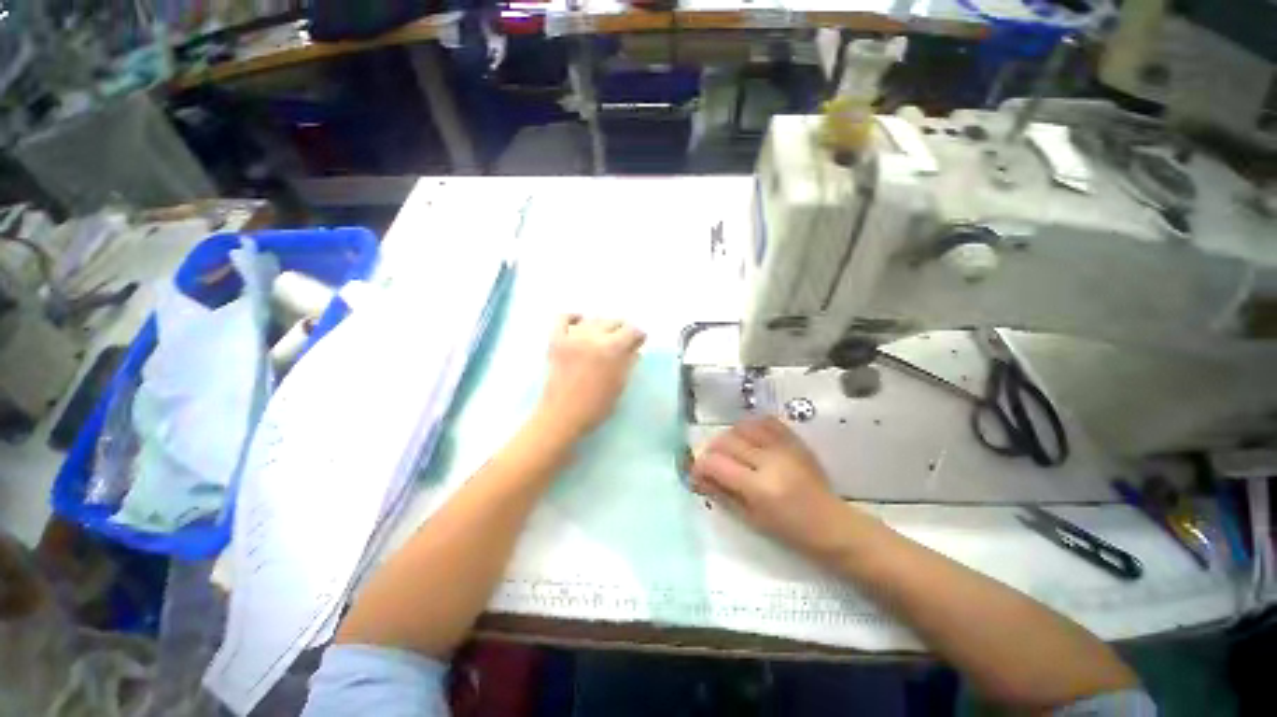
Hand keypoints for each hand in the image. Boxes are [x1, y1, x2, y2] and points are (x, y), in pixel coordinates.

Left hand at [537, 315, 644, 438]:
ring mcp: (572, 337)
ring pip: (592, 319)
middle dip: (622, 330)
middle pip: (613, 321)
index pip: (632, 330)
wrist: (561, 416)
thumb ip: (628, 363)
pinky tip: (580, 321)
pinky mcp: (556, 340)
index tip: (639, 342)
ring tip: (604, 336)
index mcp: (612, 349)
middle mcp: (593, 337)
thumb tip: (635, 350)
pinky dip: (573, 317)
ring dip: (602, 326)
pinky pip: (563, 318)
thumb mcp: (619, 385)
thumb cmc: (596, 406)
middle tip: (623, 341)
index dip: (638, 336)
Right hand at [691, 417, 851, 557]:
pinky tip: (748, 439)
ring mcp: (784, 447)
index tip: (697, 473)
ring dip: (729, 437)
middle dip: (711, 451)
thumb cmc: (790, 531)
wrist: (832, 524)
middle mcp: (770, 461)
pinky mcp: (794, 440)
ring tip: (730, 451)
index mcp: (759, 487)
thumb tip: (697, 477)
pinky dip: (750, 426)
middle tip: (712, 464)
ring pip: (742, 427)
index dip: (700, 466)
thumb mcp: (751, 519)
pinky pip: (765, 421)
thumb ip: (721, 494)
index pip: (716, 463)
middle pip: (726, 441)